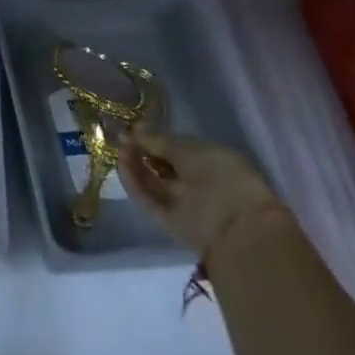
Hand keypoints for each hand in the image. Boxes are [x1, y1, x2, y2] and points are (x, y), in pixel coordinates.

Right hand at [118, 128, 283, 257]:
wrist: (236, 227)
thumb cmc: (221, 176)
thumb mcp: (189, 149)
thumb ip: (160, 140)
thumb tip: (134, 129)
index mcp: (210, 161)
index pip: (177, 148)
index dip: (155, 138)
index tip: (133, 127)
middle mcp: (195, 182)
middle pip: (161, 165)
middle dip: (141, 150)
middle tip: (121, 136)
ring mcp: (180, 203)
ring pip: (152, 182)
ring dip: (134, 165)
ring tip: (119, 147)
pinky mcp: (167, 221)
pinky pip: (147, 199)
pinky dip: (134, 183)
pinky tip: (122, 165)